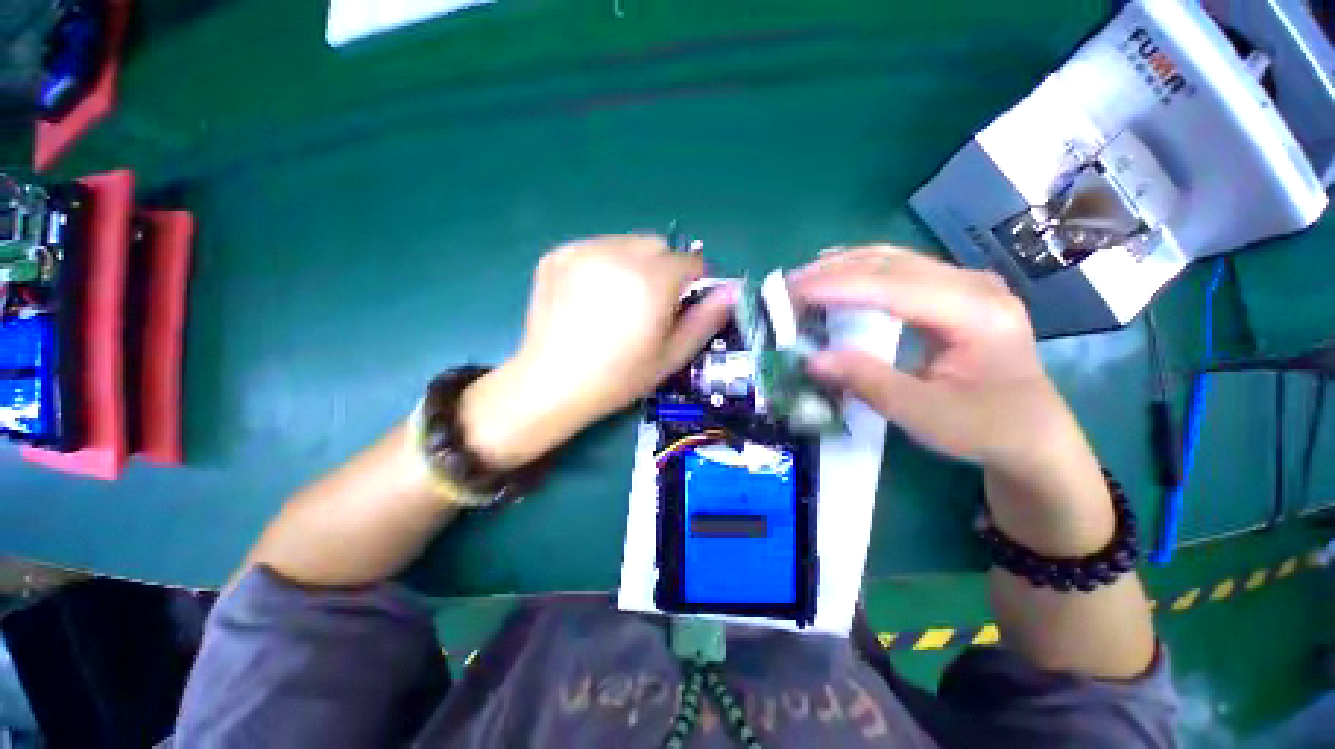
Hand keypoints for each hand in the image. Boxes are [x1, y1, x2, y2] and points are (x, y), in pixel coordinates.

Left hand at [459, 235, 731, 468]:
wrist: (552, 384)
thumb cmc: (619, 377)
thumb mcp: (672, 355)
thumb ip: (706, 320)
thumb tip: (732, 291)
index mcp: (651, 280)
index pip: (690, 260)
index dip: (693, 282)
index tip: (682, 305)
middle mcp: (617, 254)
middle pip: (658, 246)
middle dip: (663, 269)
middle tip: (648, 306)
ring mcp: (582, 251)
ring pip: (627, 243)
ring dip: (634, 265)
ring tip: (618, 302)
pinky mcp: (557, 255)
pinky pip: (596, 248)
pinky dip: (604, 265)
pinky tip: (592, 298)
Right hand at [790, 245, 1070, 472]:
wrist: (1033, 436)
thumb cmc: (985, 428)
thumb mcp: (923, 413)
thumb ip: (866, 382)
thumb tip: (811, 360)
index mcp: (976, 312)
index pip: (894, 287)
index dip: (838, 287)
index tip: (792, 292)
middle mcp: (973, 285)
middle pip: (892, 264)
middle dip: (833, 272)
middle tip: (787, 286)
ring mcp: (966, 284)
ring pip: (894, 260)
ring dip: (844, 267)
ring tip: (803, 279)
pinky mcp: (954, 293)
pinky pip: (900, 270)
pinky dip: (861, 272)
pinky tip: (838, 274)